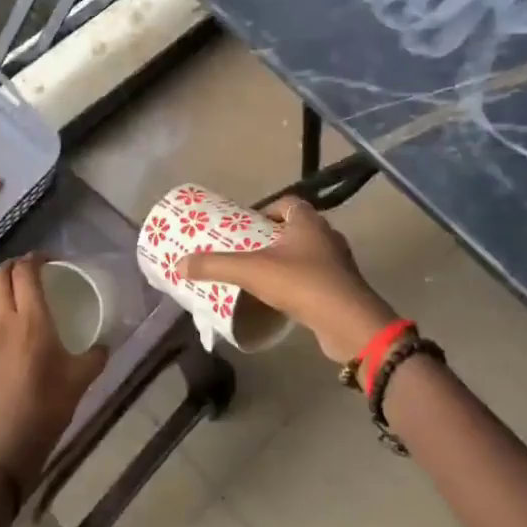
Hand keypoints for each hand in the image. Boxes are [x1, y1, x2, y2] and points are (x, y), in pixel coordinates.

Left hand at [0, 255, 108, 495]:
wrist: (2, 447)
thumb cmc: (46, 409)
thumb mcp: (80, 381)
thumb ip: (95, 357)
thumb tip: (105, 345)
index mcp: (31, 320)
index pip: (24, 272)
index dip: (36, 258)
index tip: (51, 260)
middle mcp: (3, 320)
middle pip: (0, 275)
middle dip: (16, 265)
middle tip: (36, 271)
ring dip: (3, 285)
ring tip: (24, 293)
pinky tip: (13, 325)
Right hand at [178, 197, 398, 362]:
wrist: (348, 323)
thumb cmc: (301, 284)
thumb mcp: (251, 271)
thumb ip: (215, 266)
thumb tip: (179, 264)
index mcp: (309, 222)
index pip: (288, 203)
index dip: (267, 210)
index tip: (247, 226)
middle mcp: (327, 236)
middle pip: (297, 228)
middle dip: (273, 237)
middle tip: (248, 250)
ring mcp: (339, 263)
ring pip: (308, 253)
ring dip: (288, 260)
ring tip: (262, 274)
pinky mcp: (343, 289)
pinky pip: (317, 277)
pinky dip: (300, 282)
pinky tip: (283, 297)